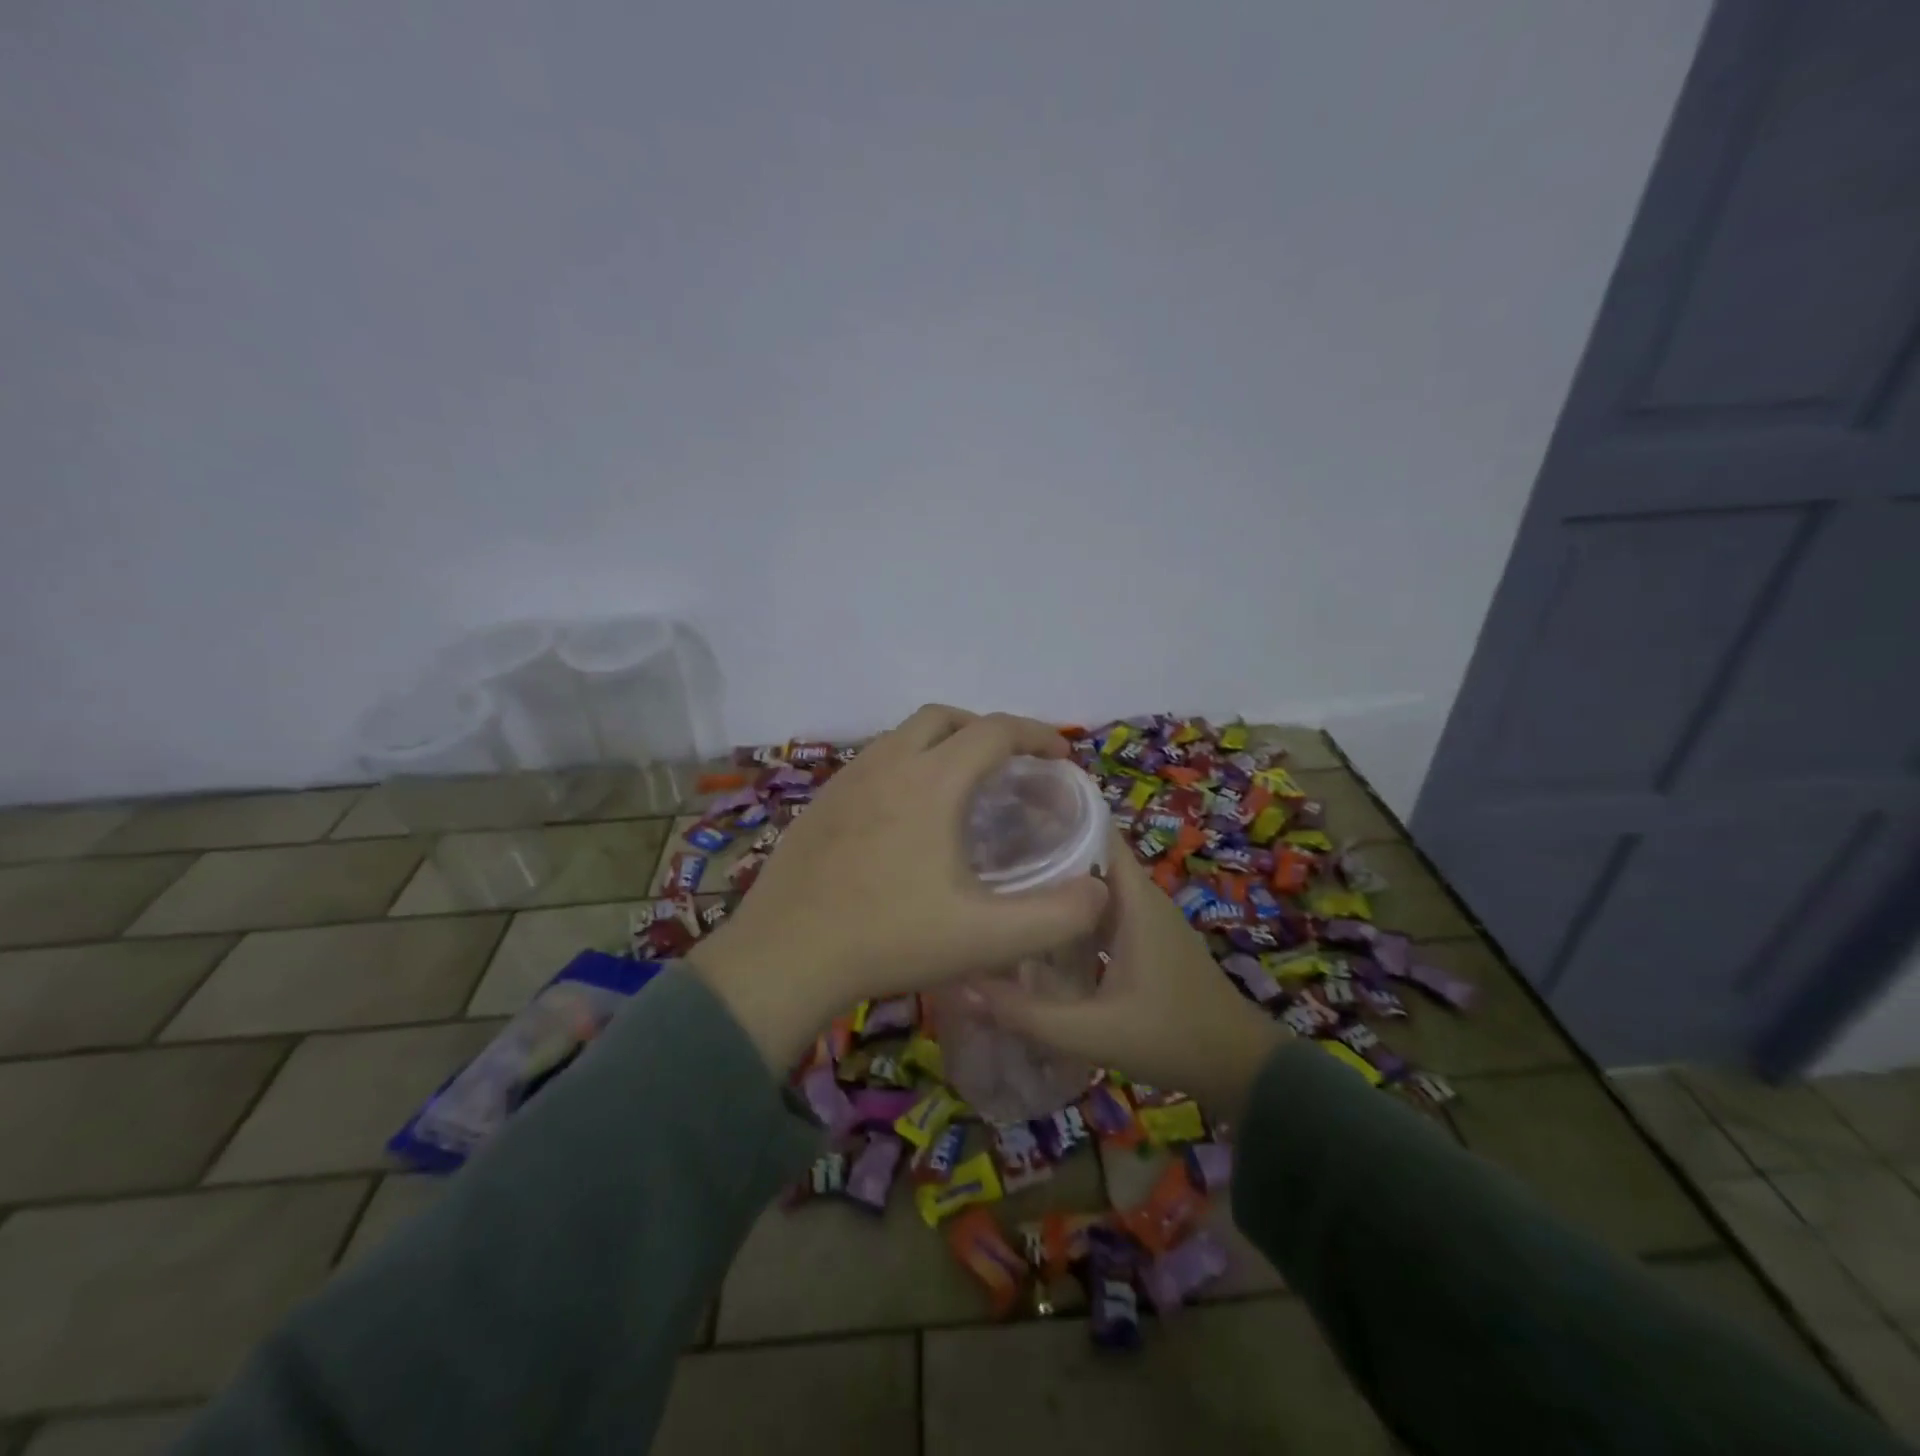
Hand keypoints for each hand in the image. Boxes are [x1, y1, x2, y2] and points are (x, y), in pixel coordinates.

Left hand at [688, 705, 1110, 1068]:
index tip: (1060, 758)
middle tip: (1011, 766)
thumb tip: (1099, 891)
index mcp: (931, 782)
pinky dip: (905, 766)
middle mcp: (887, 764)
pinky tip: (907, 815)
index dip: (1036, 735)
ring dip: (942, 744)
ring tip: (963, 787)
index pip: (995, 731)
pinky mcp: (820, 803)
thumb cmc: (888, 939)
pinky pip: (874, 762)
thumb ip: (1055, 916)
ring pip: (903, 736)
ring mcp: (846, 780)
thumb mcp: (986, 938)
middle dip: (986, 729)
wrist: (784, 957)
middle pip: (945, 717)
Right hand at [977, 831, 1289, 1120]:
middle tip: (983, 847)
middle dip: (1040, 845)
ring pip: (1091, 883)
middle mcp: (1139, 896)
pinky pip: (1099, 908)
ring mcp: (1144, 918)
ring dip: (1053, 880)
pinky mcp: (1144, 939)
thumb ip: (1026, 1014)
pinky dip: (1068, 909)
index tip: (1004, 807)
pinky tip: (1034, 926)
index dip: (1053, 812)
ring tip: (997, 880)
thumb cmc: (1172, 1037)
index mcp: (1133, 897)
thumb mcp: (1093, 1032)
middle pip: (1086, 852)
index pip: (1094, 828)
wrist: (1240, 1069)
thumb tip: (962, 986)